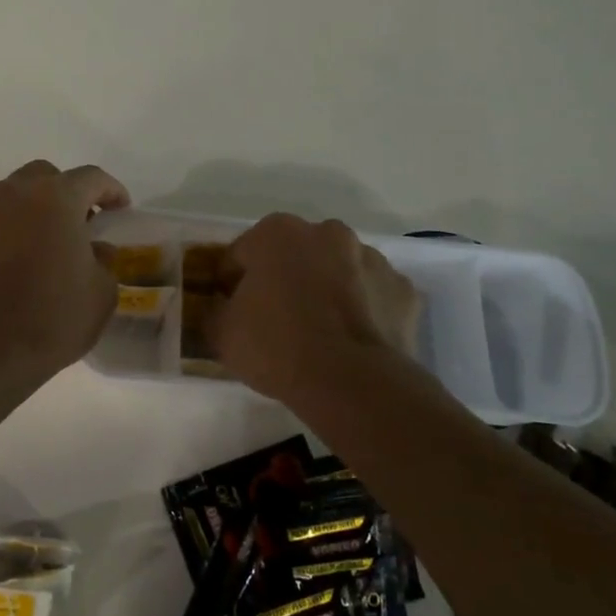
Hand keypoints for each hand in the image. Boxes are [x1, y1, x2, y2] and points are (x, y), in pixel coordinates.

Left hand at [0, 160, 130, 383]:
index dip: (111, 190)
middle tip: (84, 222)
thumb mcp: (101, 292)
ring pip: (15, 196)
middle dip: (68, 192)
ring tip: (52, 241)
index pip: (91, 178)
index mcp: (55, 198)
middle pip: (46, 177)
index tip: (122, 209)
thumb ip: (104, 261)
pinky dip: (13, 231)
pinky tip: (23, 261)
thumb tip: (95, 249)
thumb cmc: (53, 317)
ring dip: (36, 209)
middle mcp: (15, 195)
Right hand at [213, 214, 421, 402]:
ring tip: (317, 335)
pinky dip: (361, 310)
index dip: (231, 285)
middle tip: (275, 321)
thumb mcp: (221, 333)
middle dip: (283, 280)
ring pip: (336, 271)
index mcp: (277, 233)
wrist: (352, 383)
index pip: (240, 255)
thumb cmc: (277, 347)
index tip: (231, 312)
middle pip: (293, 256)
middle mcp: (327, 232)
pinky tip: (351, 341)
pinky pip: (371, 296)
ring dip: (325, 290)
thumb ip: (212, 311)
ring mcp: (371, 258)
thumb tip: (218, 308)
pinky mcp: (403, 289)